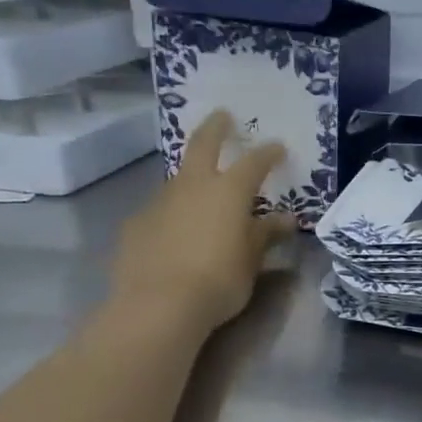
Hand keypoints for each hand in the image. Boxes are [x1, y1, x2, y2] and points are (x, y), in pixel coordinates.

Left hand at [109, 110, 295, 333]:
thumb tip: (285, 219)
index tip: (278, 147)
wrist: (158, 305)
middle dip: (215, 128)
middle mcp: (192, 187)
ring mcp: (159, 202)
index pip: (254, 163)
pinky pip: (161, 210)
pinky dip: (173, 212)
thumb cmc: (219, 280)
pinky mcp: (136, 223)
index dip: (268, 153)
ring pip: (179, 178)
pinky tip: (176, 232)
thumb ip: (266, 234)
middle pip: (203, 145)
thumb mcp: (252, 260)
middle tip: (223, 116)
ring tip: (203, 189)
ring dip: (193, 176)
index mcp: (228, 192)